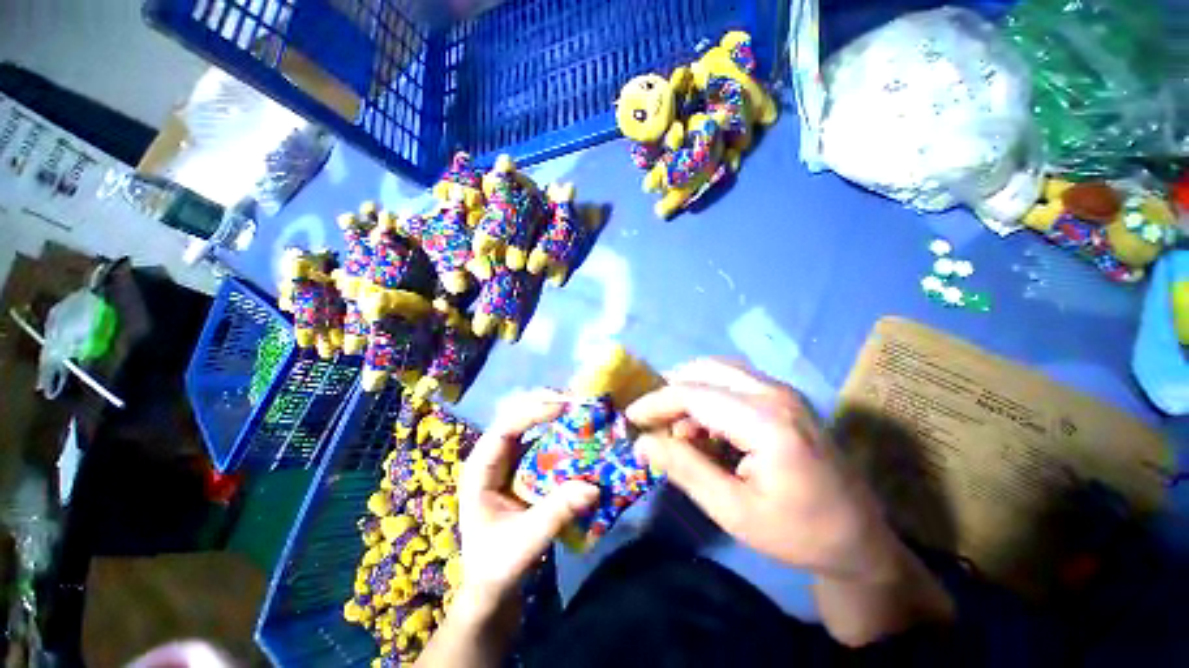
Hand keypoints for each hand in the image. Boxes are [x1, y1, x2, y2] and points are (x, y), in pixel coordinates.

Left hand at [457, 389, 599, 612]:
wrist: (492, 585)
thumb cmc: (497, 565)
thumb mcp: (526, 542)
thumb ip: (556, 513)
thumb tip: (593, 487)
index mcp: (480, 469)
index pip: (503, 428)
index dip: (531, 412)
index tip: (562, 407)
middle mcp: (493, 457)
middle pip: (516, 416)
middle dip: (544, 403)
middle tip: (576, 402)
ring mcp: (509, 459)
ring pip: (529, 422)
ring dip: (553, 411)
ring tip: (580, 408)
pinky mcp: (524, 466)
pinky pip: (541, 438)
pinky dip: (559, 429)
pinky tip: (577, 428)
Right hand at [627, 359, 900, 581]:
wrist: (860, 539)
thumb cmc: (798, 533)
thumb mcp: (733, 511)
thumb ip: (685, 469)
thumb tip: (643, 443)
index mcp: (766, 422)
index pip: (694, 393)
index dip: (656, 402)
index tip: (631, 417)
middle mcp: (775, 393)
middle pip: (705, 370)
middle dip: (672, 391)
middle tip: (655, 421)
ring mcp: (784, 391)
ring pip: (718, 371)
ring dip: (691, 392)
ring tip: (681, 430)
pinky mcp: (785, 397)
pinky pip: (734, 381)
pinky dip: (710, 396)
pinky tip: (708, 428)